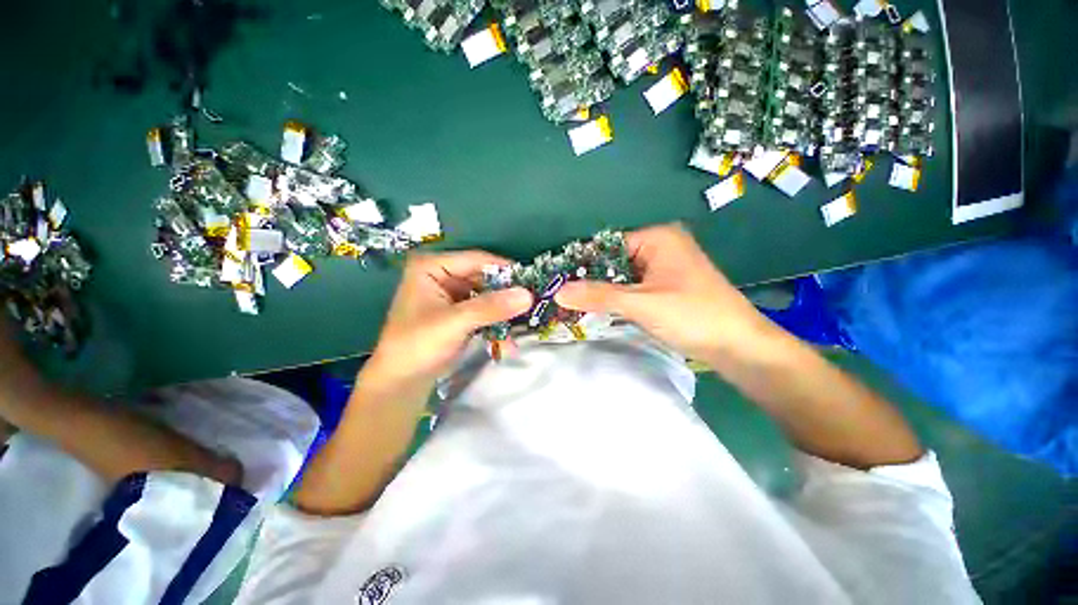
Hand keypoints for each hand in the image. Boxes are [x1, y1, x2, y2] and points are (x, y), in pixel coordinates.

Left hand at [364, 251, 532, 386]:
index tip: (532, 281)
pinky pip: (484, 310)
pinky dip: (496, 321)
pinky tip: (508, 337)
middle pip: (484, 277)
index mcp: (432, 267)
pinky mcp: (458, 312)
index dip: (505, 269)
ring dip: (503, 310)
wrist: (401, 382)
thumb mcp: (455, 322)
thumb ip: (491, 307)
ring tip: (524, 321)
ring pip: (487, 294)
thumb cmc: (418, 345)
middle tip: (532, 303)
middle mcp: (442, 275)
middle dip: (506, 293)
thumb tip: (528, 295)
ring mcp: (451, 294)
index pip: (476, 260)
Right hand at [555, 224, 778, 368]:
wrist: (739, 347)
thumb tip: (558, 292)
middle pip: (613, 260)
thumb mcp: (641, 304)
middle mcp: (660, 246)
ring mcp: (663, 267)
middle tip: (560, 294)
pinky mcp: (665, 286)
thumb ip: (598, 296)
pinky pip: (632, 287)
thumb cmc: (692, 316)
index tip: (557, 279)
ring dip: (602, 290)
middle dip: (590, 279)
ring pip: (622, 276)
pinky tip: (596, 308)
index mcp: (657, 238)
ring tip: (571, 302)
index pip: (606, 245)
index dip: (581, 262)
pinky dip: (616, 298)